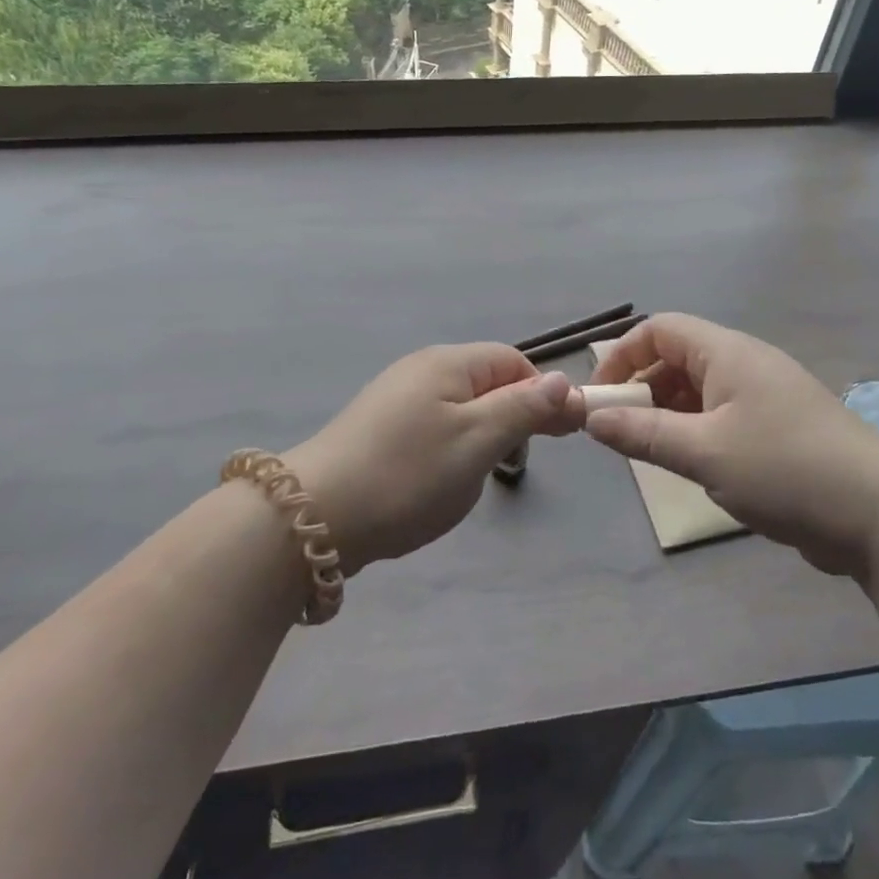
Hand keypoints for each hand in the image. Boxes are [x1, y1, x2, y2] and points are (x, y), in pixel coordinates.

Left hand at [285, 344, 582, 574]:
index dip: (543, 393)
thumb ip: (524, 409)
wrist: (314, 517)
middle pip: (487, 382)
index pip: (513, 361)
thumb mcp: (478, 441)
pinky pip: (433, 428)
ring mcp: (395, 399)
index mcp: (448, 363)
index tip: (559, 434)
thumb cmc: (409, 474)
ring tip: (476, 477)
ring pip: (460, 409)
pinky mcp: (378, 429)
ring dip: (481, 437)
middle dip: (512, 417)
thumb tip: (563, 382)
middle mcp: (421, 370)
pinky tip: (439, 481)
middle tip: (518, 460)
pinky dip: (450, 450)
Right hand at [587, 313, 878, 576]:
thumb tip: (591, 418)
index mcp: (727, 352)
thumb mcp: (703, 452)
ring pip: (698, 391)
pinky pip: (721, 417)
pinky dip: (696, 433)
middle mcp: (745, 363)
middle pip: (676, 358)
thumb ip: (642, 433)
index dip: (622, 356)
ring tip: (651, 454)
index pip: (659, 328)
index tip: (600, 399)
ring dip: (667, 415)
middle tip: (621, 434)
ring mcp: (765, 396)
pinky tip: (693, 467)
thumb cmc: (784, 469)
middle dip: (642, 389)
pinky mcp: (778, 428)